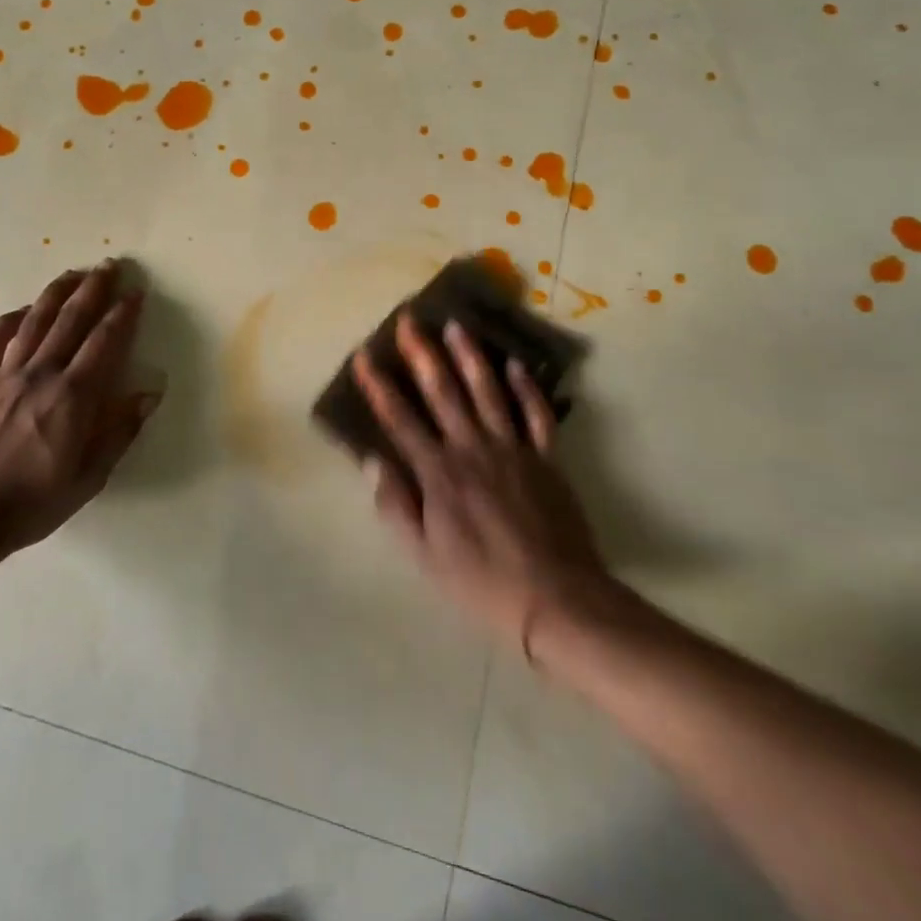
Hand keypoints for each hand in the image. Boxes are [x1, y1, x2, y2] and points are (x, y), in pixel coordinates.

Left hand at [0, 260, 158, 556]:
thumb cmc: (32, 504)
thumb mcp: (89, 478)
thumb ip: (119, 432)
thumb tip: (149, 393)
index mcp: (73, 397)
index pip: (104, 342)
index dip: (123, 313)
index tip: (136, 292)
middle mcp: (40, 374)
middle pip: (71, 320)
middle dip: (93, 289)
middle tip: (109, 265)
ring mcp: (4, 376)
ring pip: (34, 321)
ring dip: (56, 293)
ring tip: (72, 273)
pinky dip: (10, 320)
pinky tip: (22, 311)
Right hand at [354, 313, 611, 654]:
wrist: (557, 600)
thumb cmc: (481, 581)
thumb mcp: (424, 556)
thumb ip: (396, 505)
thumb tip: (372, 461)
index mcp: (438, 473)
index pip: (400, 419)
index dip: (379, 386)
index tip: (364, 355)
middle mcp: (472, 448)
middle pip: (442, 391)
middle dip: (422, 353)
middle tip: (409, 319)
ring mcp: (513, 449)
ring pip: (488, 391)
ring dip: (470, 355)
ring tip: (456, 325)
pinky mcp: (546, 459)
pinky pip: (537, 415)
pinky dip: (526, 387)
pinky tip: (515, 363)